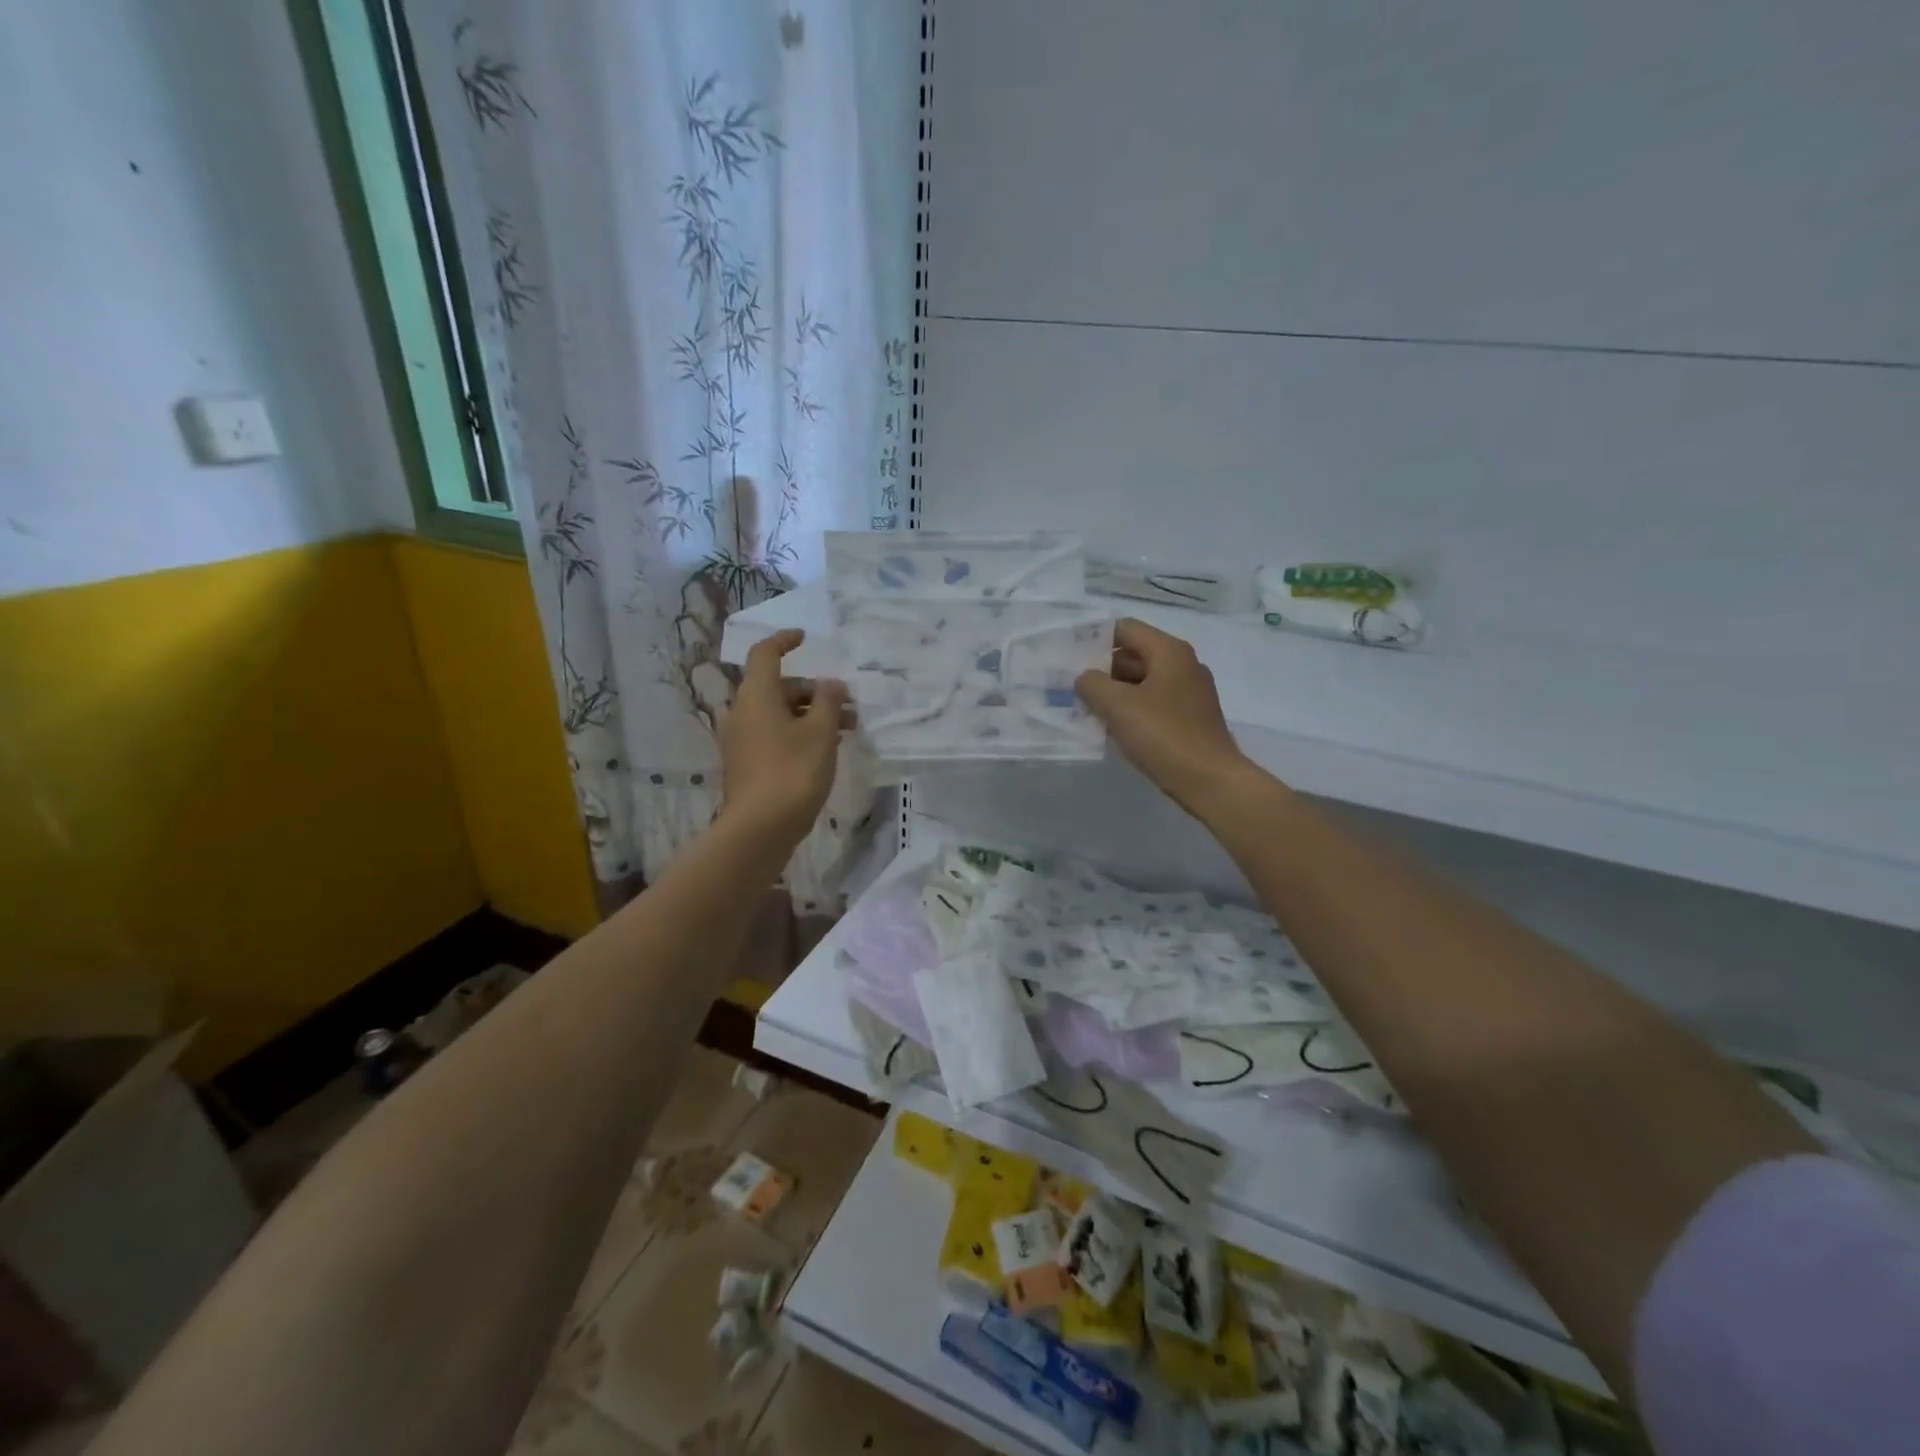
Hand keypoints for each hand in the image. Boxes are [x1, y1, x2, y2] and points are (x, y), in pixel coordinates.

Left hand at [719, 629, 849, 846]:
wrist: (760, 828)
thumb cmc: (793, 772)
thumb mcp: (820, 732)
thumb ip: (828, 701)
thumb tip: (830, 684)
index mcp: (756, 696)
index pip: (765, 654)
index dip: (784, 641)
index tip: (805, 638)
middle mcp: (742, 712)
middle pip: (778, 688)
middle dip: (814, 691)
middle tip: (847, 705)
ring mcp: (741, 740)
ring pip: (778, 714)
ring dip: (810, 715)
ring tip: (845, 730)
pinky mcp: (746, 764)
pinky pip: (774, 735)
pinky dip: (798, 733)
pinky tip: (824, 750)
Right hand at [1076, 617, 1252, 816]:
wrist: (1211, 781)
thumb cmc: (1164, 735)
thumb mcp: (1118, 706)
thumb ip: (1093, 684)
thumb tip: (1085, 678)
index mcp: (1170, 652)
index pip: (1125, 629)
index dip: (1095, 638)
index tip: (1069, 657)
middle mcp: (1183, 665)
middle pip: (1133, 654)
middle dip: (1102, 670)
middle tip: (1072, 687)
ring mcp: (1189, 693)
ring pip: (1142, 682)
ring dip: (1114, 693)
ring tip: (1086, 709)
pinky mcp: (1190, 718)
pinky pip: (1153, 704)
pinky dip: (1131, 710)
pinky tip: (1112, 729)